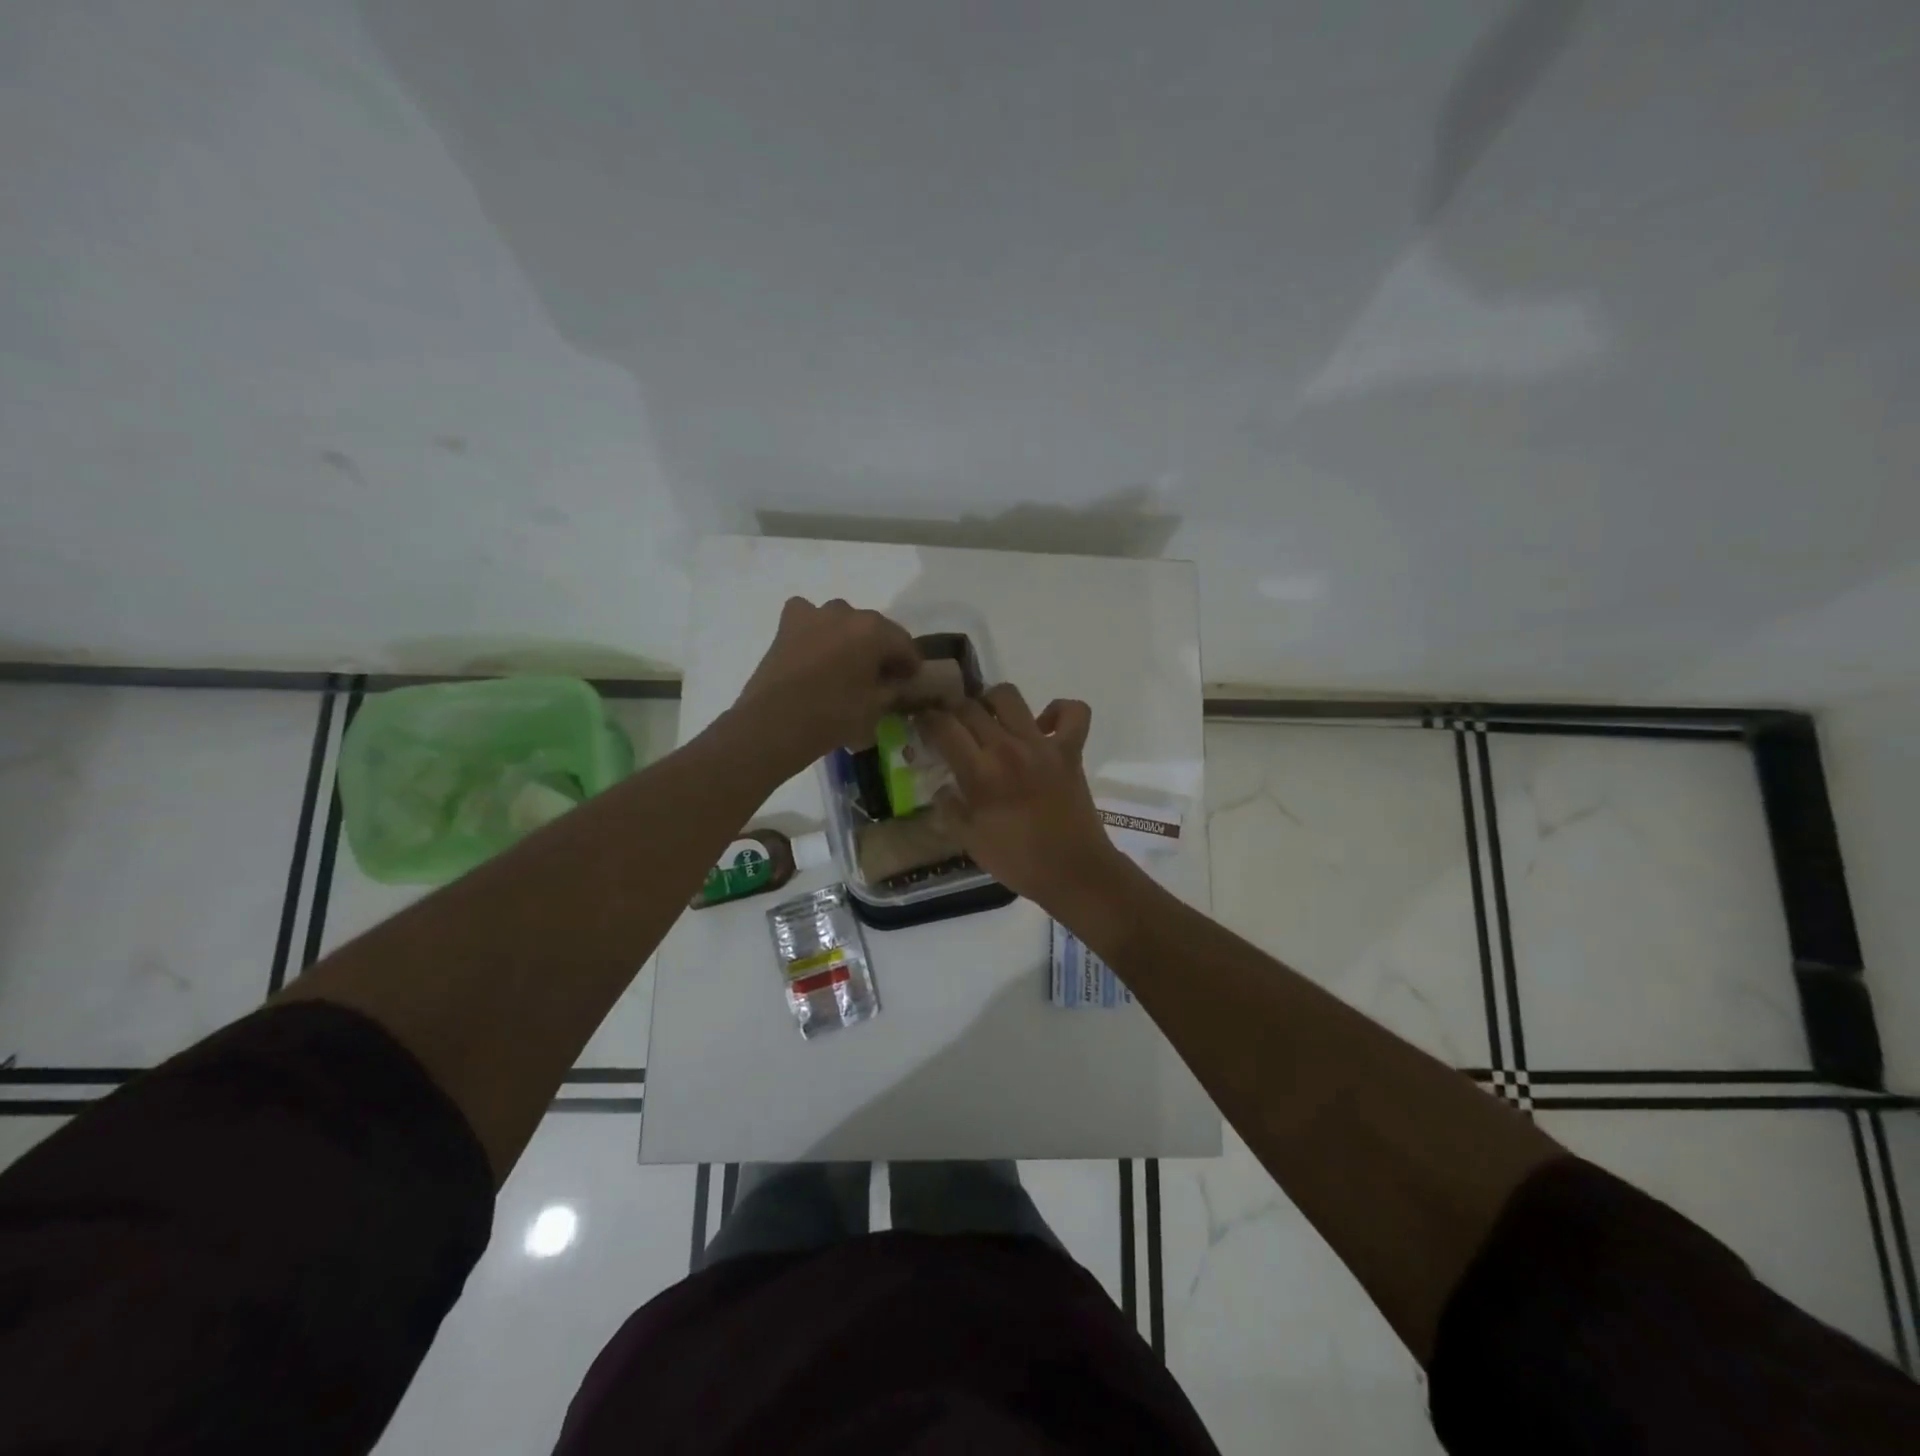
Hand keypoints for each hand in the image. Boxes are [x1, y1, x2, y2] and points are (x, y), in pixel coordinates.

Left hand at [733, 597, 920, 770]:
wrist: (775, 723)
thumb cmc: (834, 716)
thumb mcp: (876, 708)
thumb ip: (894, 690)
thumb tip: (898, 684)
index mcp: (875, 630)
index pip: (904, 644)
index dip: (910, 665)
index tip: (909, 682)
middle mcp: (847, 613)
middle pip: (874, 630)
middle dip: (880, 650)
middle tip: (879, 677)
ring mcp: (814, 614)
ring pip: (842, 621)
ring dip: (849, 638)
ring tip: (846, 665)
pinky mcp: (788, 623)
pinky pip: (809, 618)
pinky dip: (816, 629)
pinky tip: (814, 649)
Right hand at [920, 684, 1124, 910]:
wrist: (1073, 872)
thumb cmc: (1018, 861)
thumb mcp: (969, 841)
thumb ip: (950, 808)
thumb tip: (942, 786)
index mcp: (980, 773)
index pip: (943, 727)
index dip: (926, 719)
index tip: (921, 723)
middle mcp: (1008, 749)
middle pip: (970, 707)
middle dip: (952, 710)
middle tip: (951, 725)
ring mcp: (1042, 745)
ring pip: (1009, 696)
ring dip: (992, 701)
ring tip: (989, 719)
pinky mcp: (1071, 750)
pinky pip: (1073, 712)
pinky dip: (1059, 711)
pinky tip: (1044, 725)